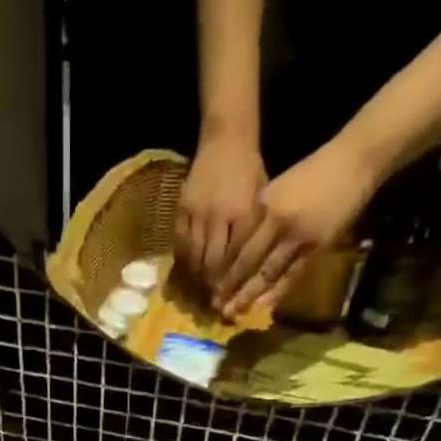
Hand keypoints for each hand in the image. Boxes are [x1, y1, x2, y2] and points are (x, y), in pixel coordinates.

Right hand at [176, 131, 267, 289]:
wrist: (226, 138)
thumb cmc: (249, 169)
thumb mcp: (261, 198)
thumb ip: (253, 232)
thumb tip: (250, 267)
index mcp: (241, 214)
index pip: (233, 258)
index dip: (229, 282)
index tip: (227, 300)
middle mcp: (217, 216)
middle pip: (210, 262)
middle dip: (211, 286)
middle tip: (211, 302)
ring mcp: (196, 212)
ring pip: (193, 255)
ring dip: (195, 277)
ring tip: (197, 292)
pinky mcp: (181, 208)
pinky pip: (180, 241)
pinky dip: (183, 259)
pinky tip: (186, 271)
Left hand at [213, 135, 382, 319]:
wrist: (354, 160)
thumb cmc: (316, 173)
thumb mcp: (280, 187)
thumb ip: (262, 216)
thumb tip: (242, 247)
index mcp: (263, 204)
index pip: (237, 242)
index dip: (223, 266)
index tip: (210, 284)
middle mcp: (275, 220)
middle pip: (247, 261)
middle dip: (230, 286)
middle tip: (215, 307)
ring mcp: (296, 235)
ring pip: (266, 272)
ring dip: (248, 295)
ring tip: (233, 313)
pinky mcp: (315, 246)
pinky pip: (290, 276)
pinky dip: (276, 293)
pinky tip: (263, 307)